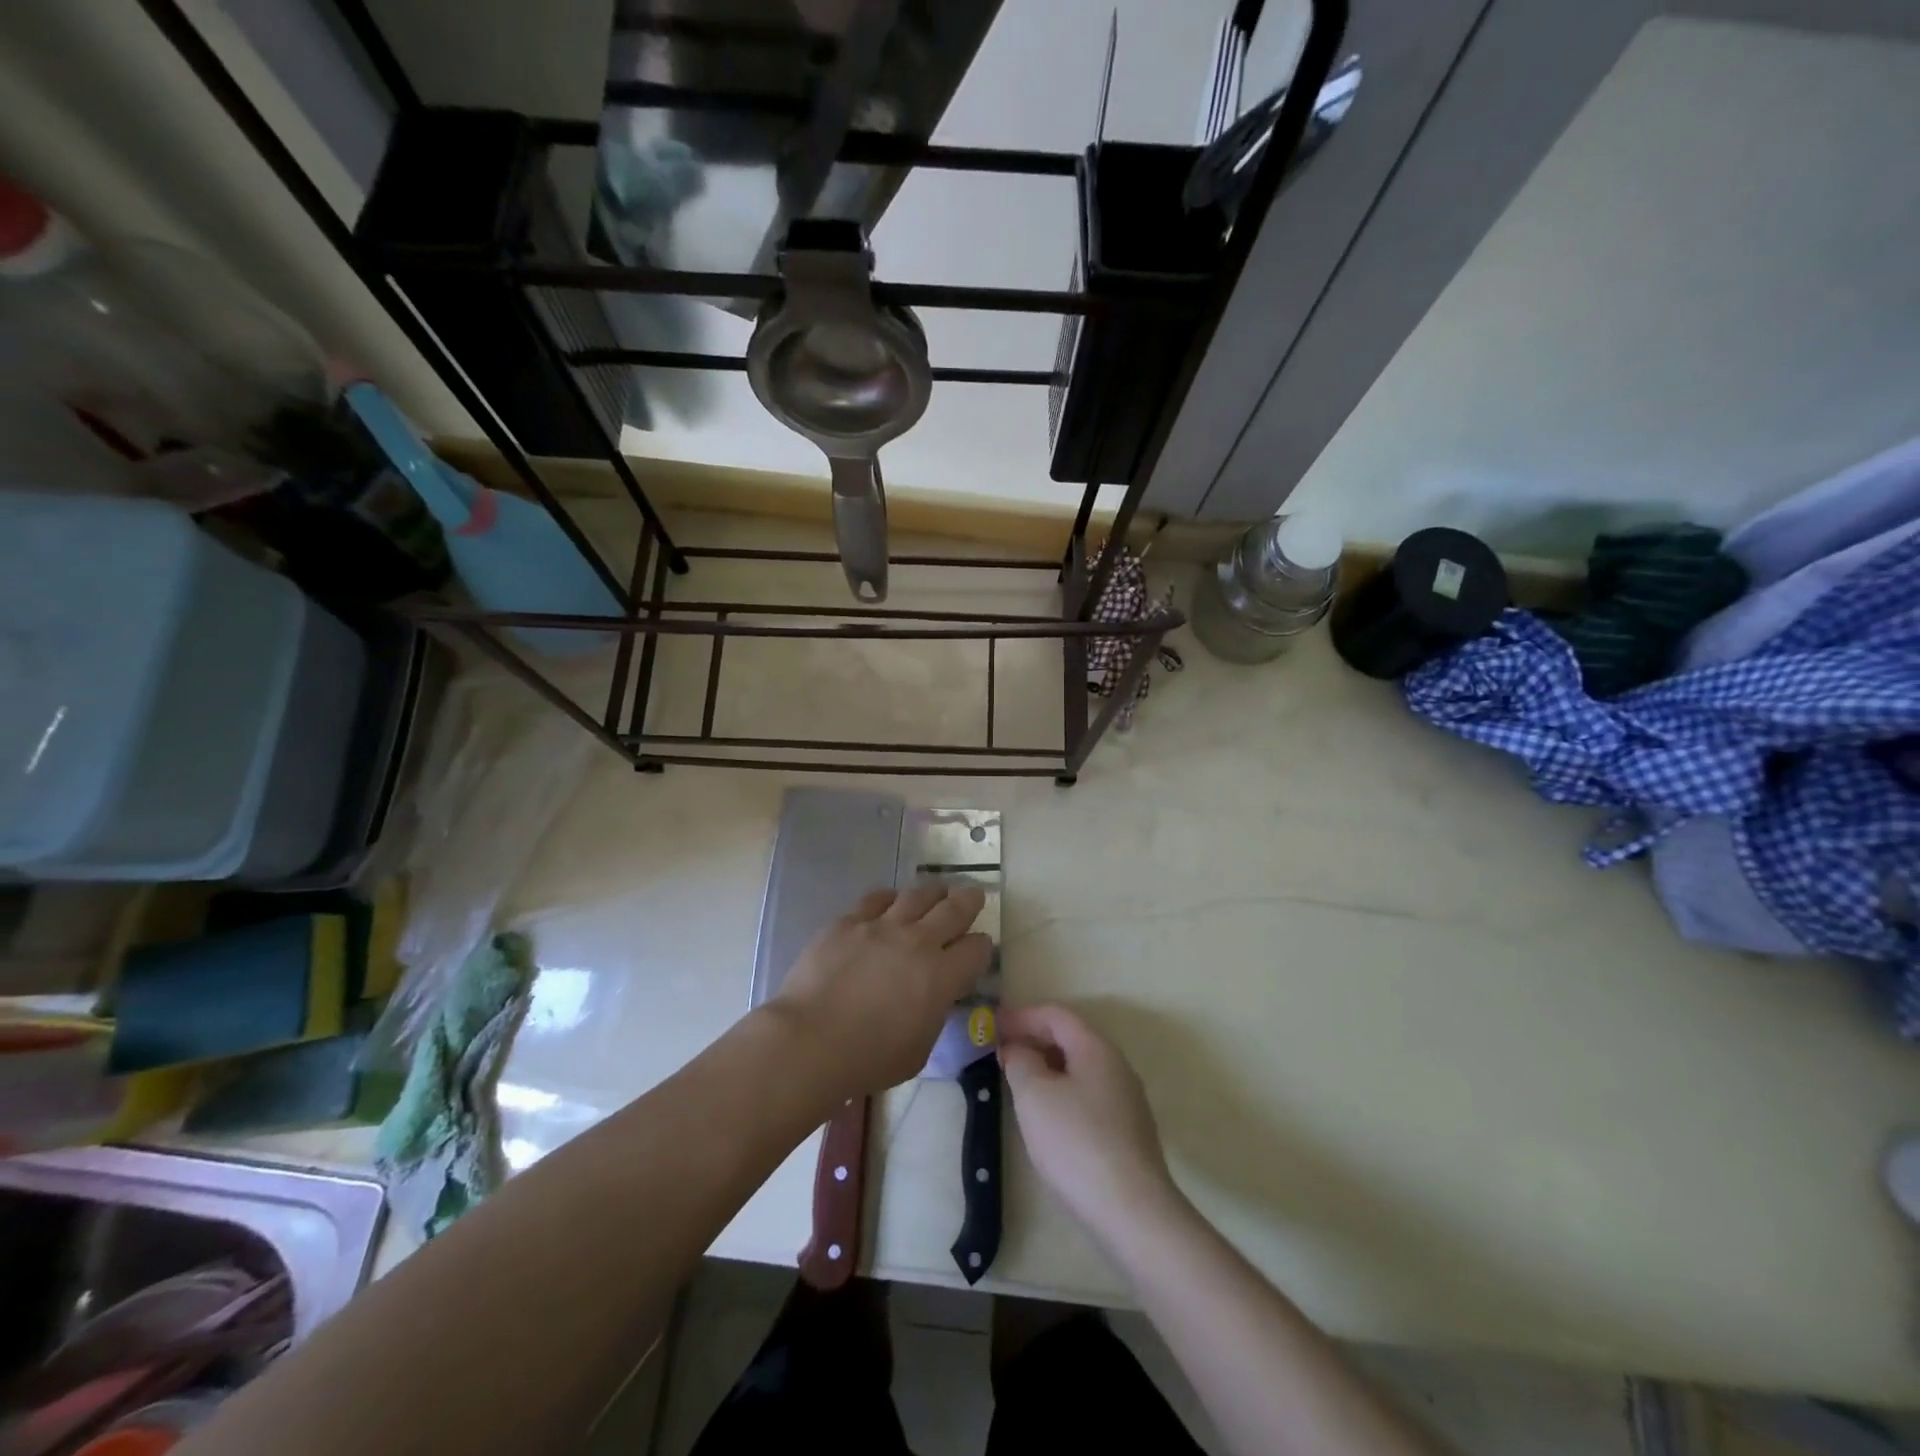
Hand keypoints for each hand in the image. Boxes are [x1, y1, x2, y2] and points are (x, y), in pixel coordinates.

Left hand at [771, 884, 993, 1099]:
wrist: (811, 1040)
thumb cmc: (868, 1058)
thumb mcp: (919, 1049)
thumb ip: (933, 1015)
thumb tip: (934, 997)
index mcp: (942, 976)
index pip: (977, 949)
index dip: (981, 947)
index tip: (978, 948)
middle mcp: (918, 941)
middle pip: (953, 909)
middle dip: (968, 900)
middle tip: (973, 894)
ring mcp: (881, 926)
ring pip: (916, 895)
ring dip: (932, 893)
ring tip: (937, 892)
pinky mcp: (848, 922)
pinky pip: (876, 899)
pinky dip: (889, 899)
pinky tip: (890, 901)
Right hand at [1000, 1005, 1180, 1243]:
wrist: (1132, 1212)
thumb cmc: (1076, 1142)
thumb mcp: (1034, 1095)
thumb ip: (1020, 1061)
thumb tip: (1018, 1049)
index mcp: (1096, 1048)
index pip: (1055, 1015)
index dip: (1021, 1016)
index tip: (991, 1026)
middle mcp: (1116, 1065)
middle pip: (1070, 1038)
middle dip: (1033, 1040)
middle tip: (1000, 1053)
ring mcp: (1126, 1100)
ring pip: (1079, 1068)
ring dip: (1046, 1067)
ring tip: (1017, 1083)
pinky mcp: (1128, 1132)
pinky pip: (1087, 1095)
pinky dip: (1061, 1092)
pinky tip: (1046, 1116)